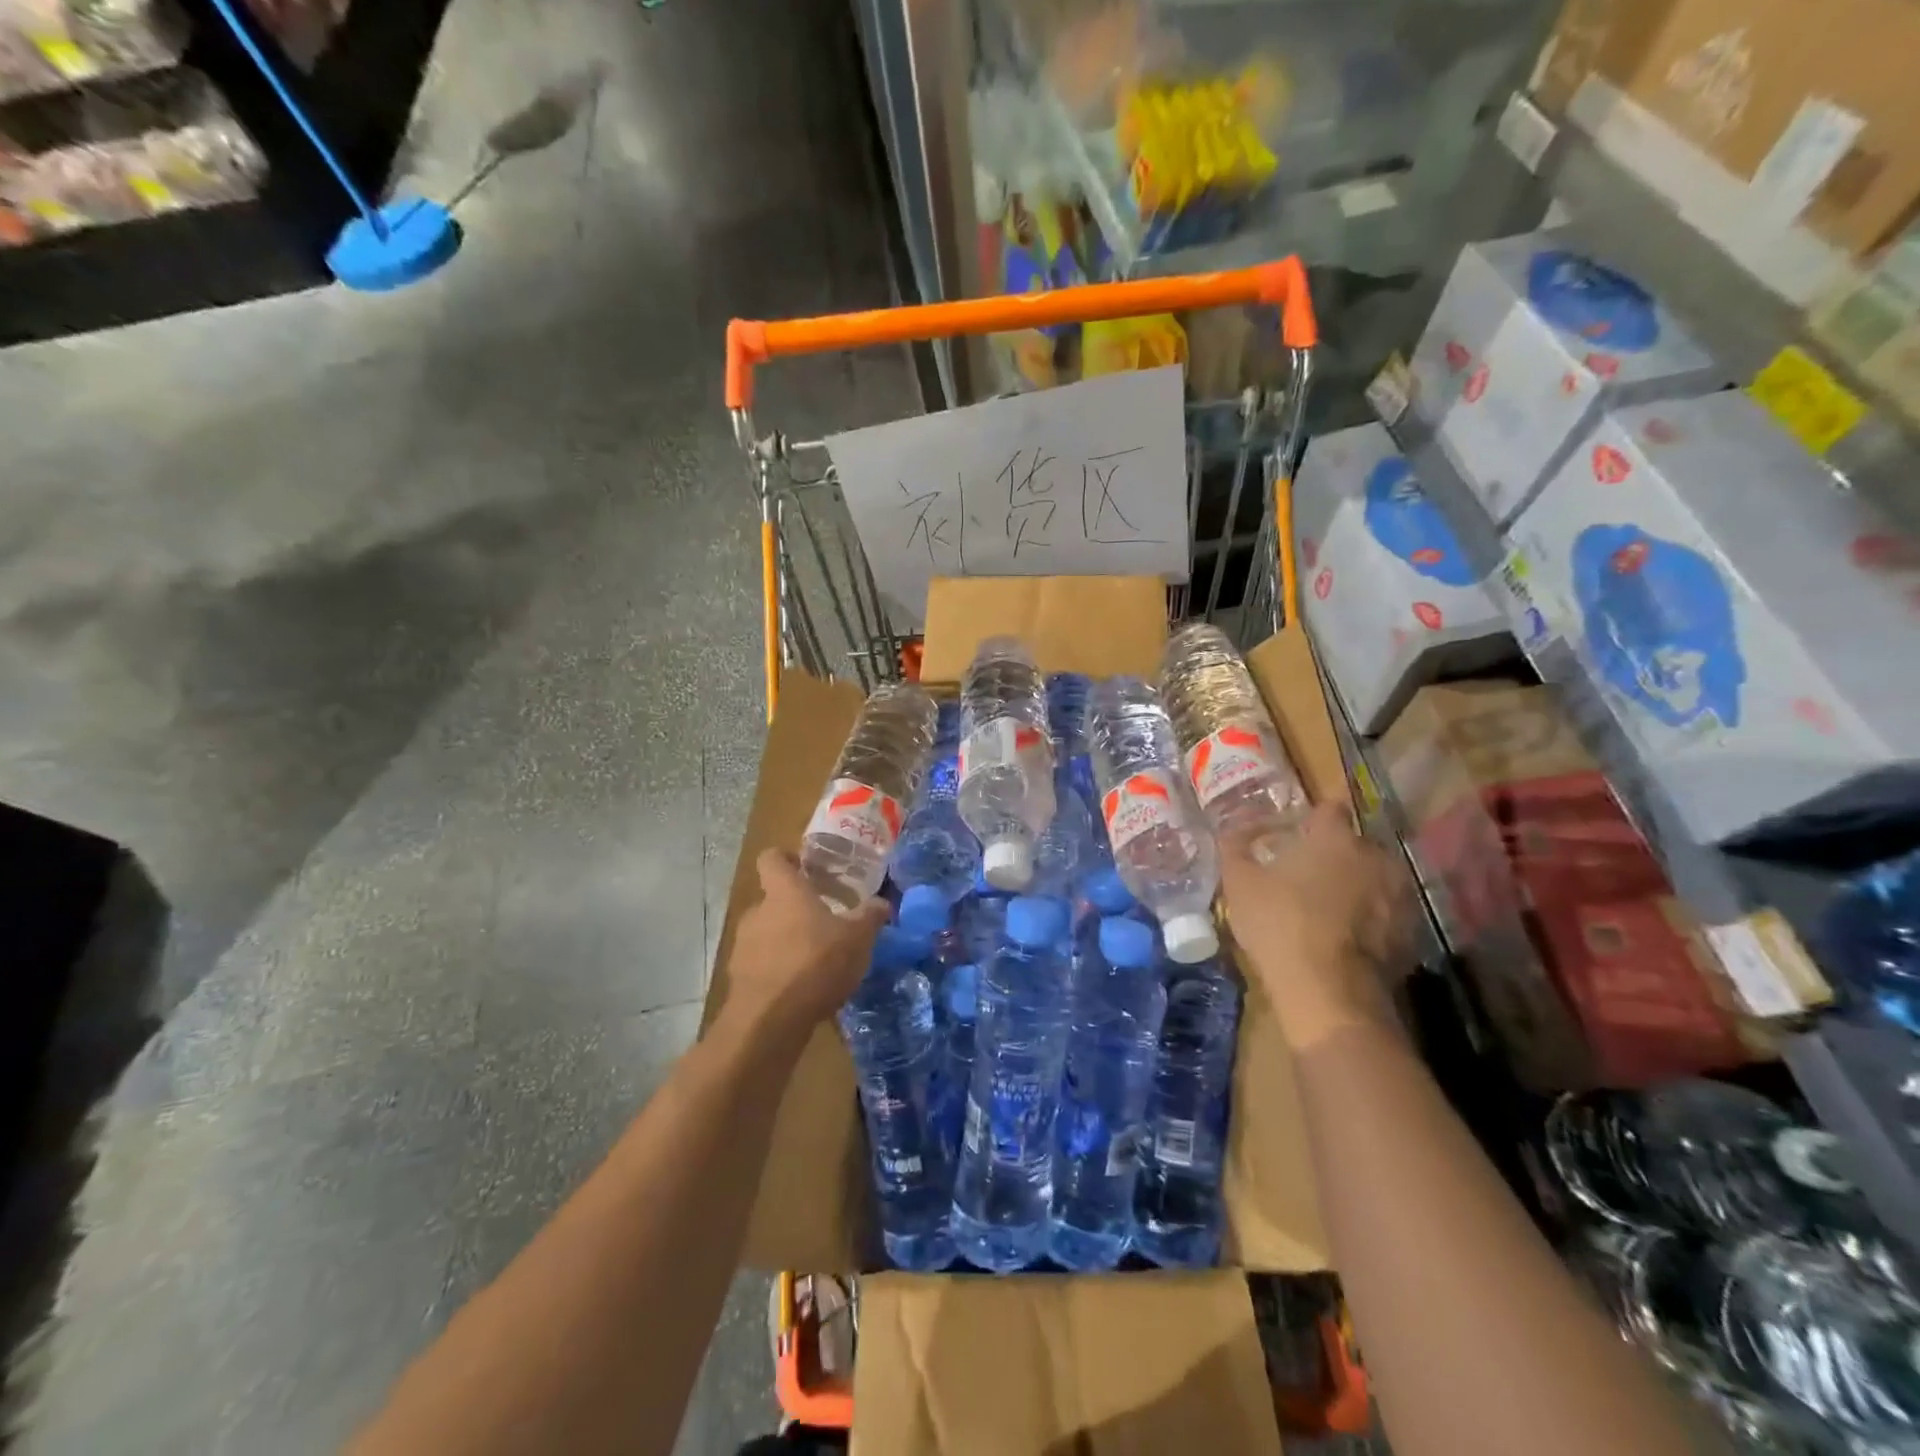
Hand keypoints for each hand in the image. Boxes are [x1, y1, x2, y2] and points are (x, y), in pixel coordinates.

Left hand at [724, 850, 888, 1034]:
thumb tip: (882, 903)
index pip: (771, 858)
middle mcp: (757, 912)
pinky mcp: (738, 979)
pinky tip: (802, 988)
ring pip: (766, 933)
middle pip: (773, 899)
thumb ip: (870, 916)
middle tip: (825, 922)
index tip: (807, 868)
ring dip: (787, 941)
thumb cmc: (816, 963)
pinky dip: (778, 971)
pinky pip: (762, 965)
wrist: (769, 1021)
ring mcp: (742, 946)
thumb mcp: (857, 938)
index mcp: (783, 892)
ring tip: (816, 960)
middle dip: (796, 909)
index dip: (787, 858)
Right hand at [1221, 803, 1408, 1051]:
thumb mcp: (1239, 882)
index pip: (1329, 808)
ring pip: (1375, 878)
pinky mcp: (1413, 931)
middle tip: (1307, 875)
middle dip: (1335, 854)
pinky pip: (1388, 913)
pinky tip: (1347, 938)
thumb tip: (1233, 828)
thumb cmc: (1279, 924)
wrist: (1331, 991)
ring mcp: (1400, 894)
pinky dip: (1372, 918)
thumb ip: (1234, 846)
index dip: (1313, 819)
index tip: (1297, 832)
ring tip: (1329, 909)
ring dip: (1357, 885)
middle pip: (1354, 844)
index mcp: (1334, 837)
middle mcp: (1376, 855)